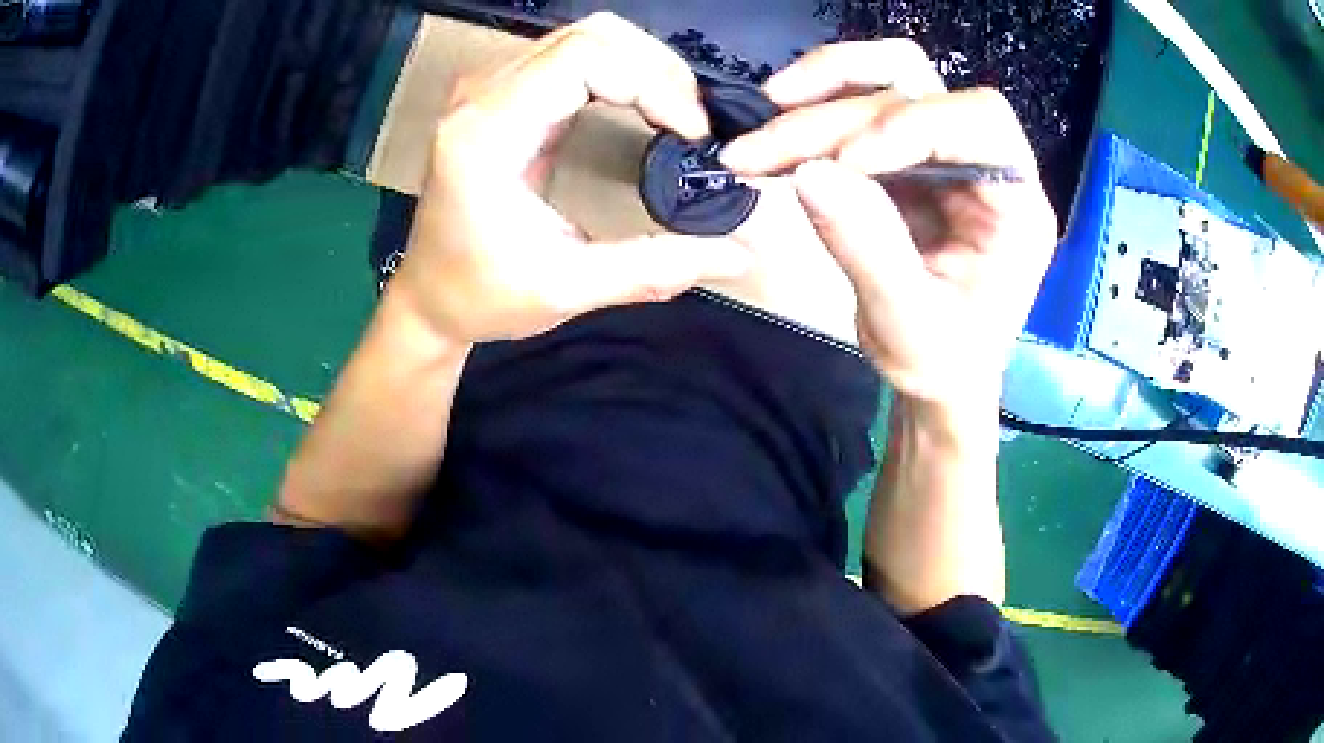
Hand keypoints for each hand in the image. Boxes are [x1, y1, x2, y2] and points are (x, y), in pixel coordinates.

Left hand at [389, 12, 752, 345]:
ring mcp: (490, 88)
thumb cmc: (481, 295)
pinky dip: (621, 72)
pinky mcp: (504, 94)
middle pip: (590, 35)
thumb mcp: (566, 288)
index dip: (652, 83)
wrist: (428, 296)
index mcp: (486, 133)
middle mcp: (482, 94)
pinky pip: (574, 56)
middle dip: (657, 70)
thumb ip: (653, 267)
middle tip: (692, 125)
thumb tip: (738, 254)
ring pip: (586, 37)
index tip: (691, 134)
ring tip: (676, 115)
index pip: (583, 59)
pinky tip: (644, 106)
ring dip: (643, 67)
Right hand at [720, 41, 1056, 414]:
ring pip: (890, 77)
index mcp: (1016, 205)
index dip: (911, 125)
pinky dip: (816, 107)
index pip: (980, 122)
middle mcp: (985, 162)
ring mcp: (943, 151)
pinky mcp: (905, 155)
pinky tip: (777, 128)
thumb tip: (808, 173)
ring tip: (764, 114)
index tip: (843, 165)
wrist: (938, 374)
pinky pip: (861, 104)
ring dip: (824, 85)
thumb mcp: (909, 324)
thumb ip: (868, 250)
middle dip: (835, 114)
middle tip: (760, 150)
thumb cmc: (943, 361)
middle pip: (919, 89)